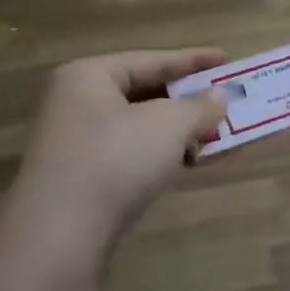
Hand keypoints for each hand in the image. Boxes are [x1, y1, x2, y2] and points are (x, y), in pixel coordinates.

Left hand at [7, 49, 229, 252]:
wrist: (62, 231)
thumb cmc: (116, 159)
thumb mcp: (169, 125)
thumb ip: (200, 107)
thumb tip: (220, 98)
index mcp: (88, 76)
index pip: (150, 59)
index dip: (193, 59)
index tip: (227, 59)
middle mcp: (76, 103)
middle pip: (143, 92)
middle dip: (187, 99)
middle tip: (224, 101)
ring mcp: (76, 143)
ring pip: (139, 127)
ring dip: (179, 131)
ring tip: (216, 134)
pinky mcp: (83, 179)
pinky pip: (132, 155)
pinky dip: (162, 154)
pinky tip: (190, 162)